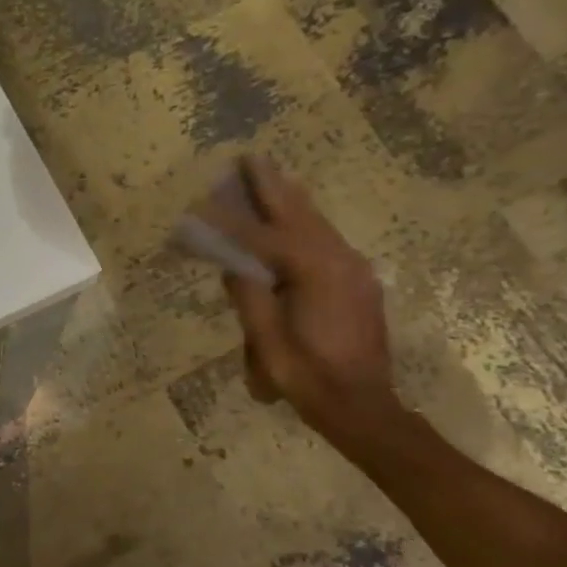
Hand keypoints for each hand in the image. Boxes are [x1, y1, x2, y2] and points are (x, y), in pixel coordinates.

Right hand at [205, 158, 401, 448]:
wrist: (364, 407)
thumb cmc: (309, 378)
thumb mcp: (267, 342)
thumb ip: (249, 296)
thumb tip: (232, 264)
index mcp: (315, 273)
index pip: (263, 237)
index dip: (231, 220)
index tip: (203, 203)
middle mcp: (340, 261)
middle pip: (298, 215)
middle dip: (271, 187)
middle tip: (249, 158)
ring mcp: (354, 271)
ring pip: (317, 224)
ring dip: (290, 199)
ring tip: (270, 174)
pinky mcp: (358, 283)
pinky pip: (327, 241)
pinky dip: (305, 222)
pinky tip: (295, 217)